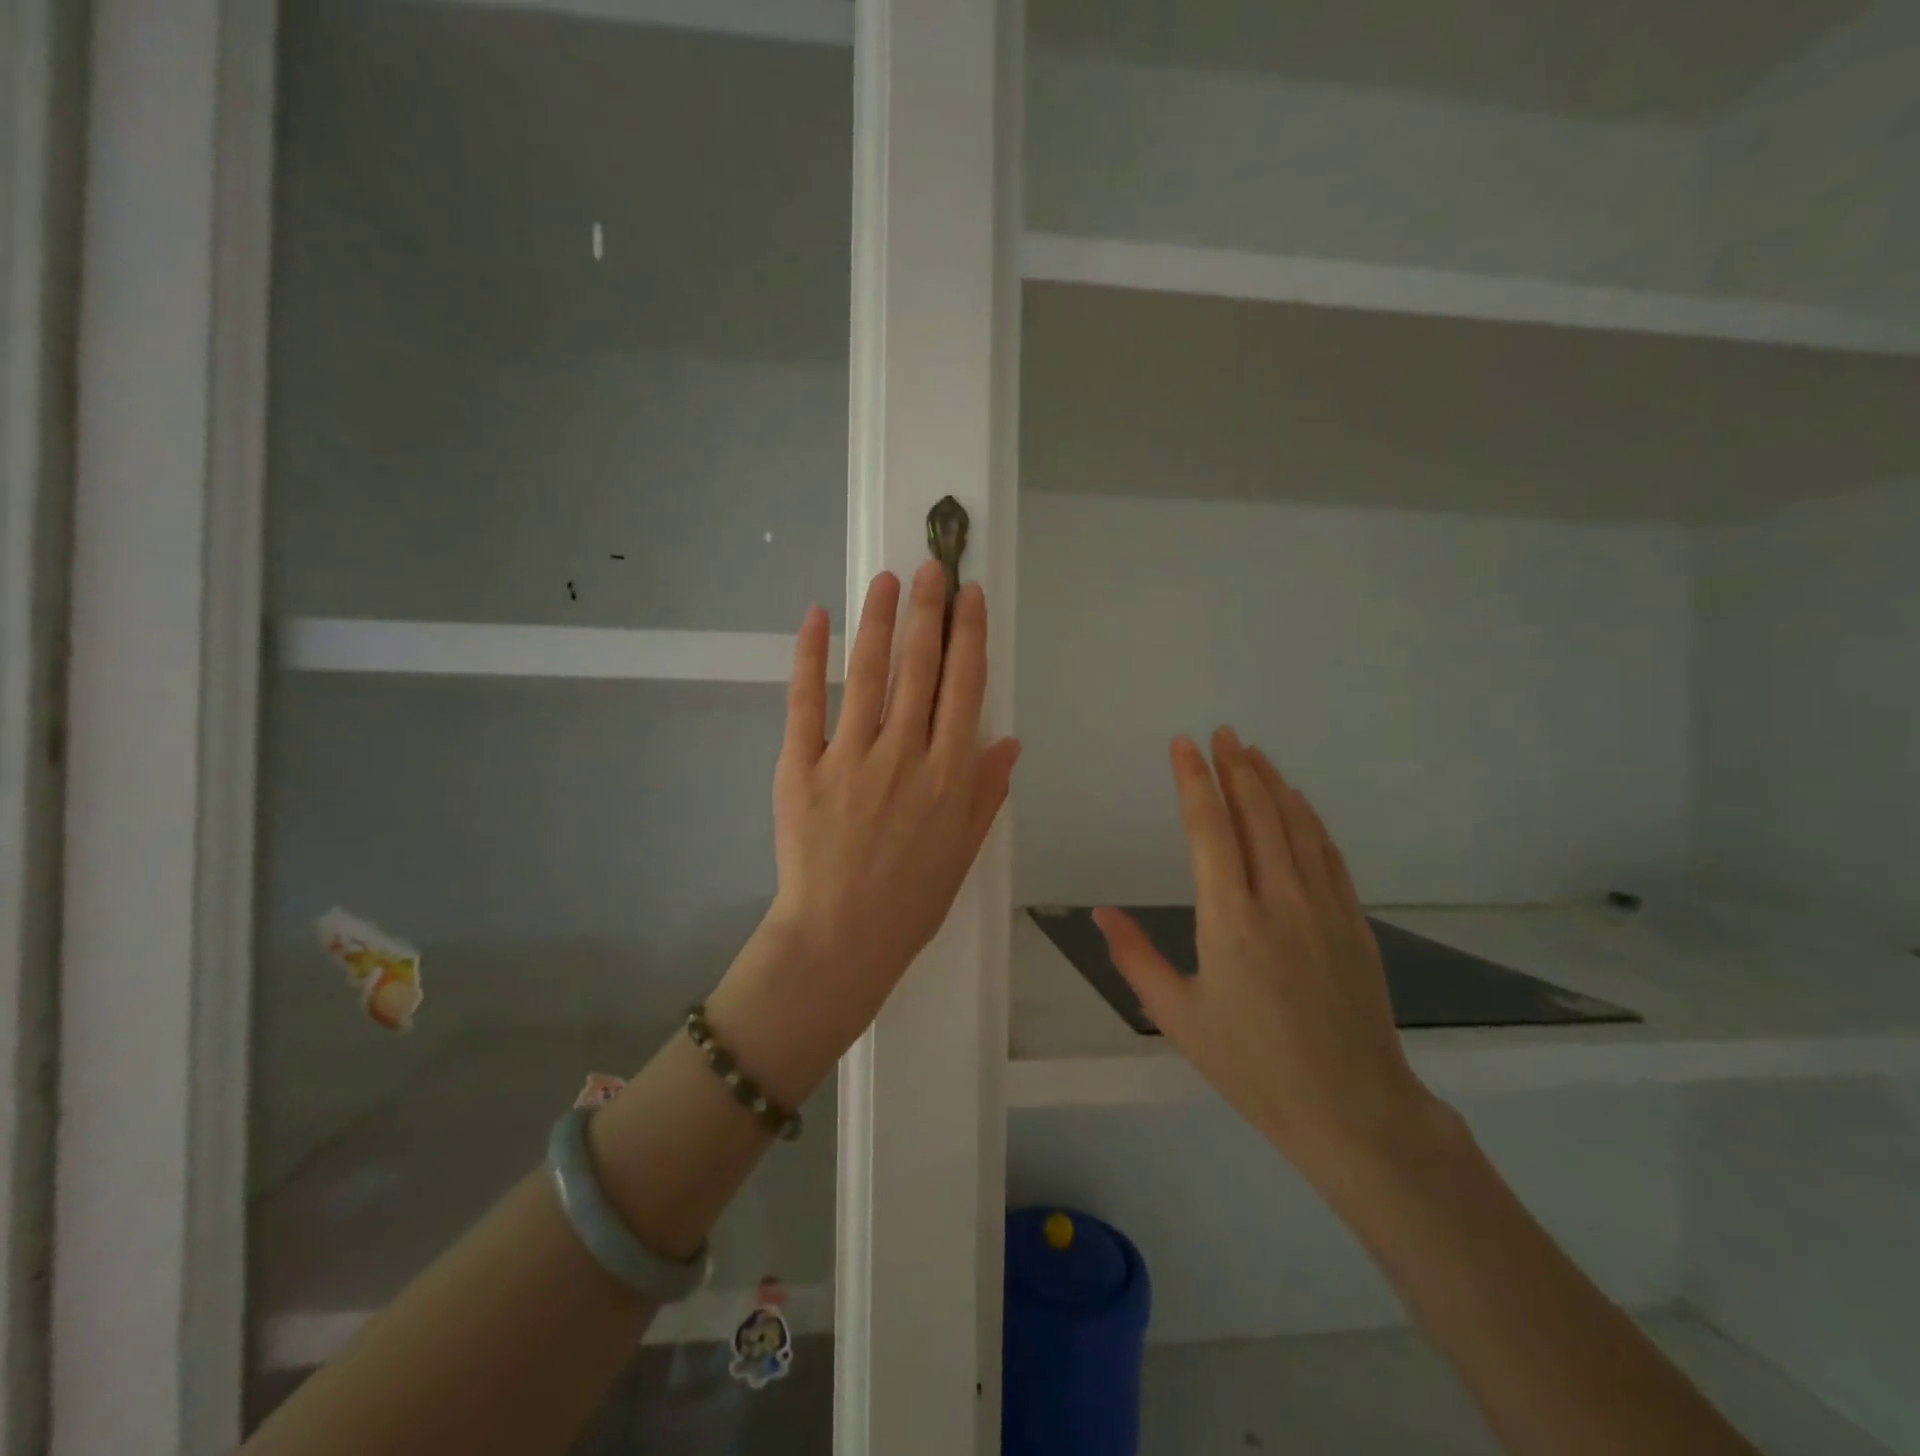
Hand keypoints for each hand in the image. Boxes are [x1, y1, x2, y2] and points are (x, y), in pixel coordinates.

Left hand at [719, 563, 1019, 1084]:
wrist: (840, 940)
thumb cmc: (910, 901)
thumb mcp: (965, 851)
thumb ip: (986, 792)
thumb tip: (1008, 740)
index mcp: (951, 775)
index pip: (965, 688)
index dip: (970, 636)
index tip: (971, 597)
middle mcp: (906, 755)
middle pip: (921, 668)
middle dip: (929, 610)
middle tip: (932, 566)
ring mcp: (851, 758)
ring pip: (869, 674)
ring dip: (880, 620)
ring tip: (888, 579)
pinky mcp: (801, 767)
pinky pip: (806, 703)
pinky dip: (810, 657)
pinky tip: (817, 617)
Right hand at [1094, 729, 1434, 1188]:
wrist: (1352, 1109)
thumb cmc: (1253, 1066)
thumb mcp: (1178, 1017)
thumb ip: (1135, 958)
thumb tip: (1100, 913)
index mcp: (1230, 920)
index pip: (1209, 829)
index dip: (1194, 781)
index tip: (1183, 745)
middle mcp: (1279, 899)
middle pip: (1257, 814)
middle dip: (1235, 767)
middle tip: (1221, 733)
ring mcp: (1323, 907)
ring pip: (1297, 825)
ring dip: (1272, 783)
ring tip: (1252, 753)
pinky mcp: (1353, 921)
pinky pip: (1328, 853)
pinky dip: (1309, 818)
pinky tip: (1298, 803)